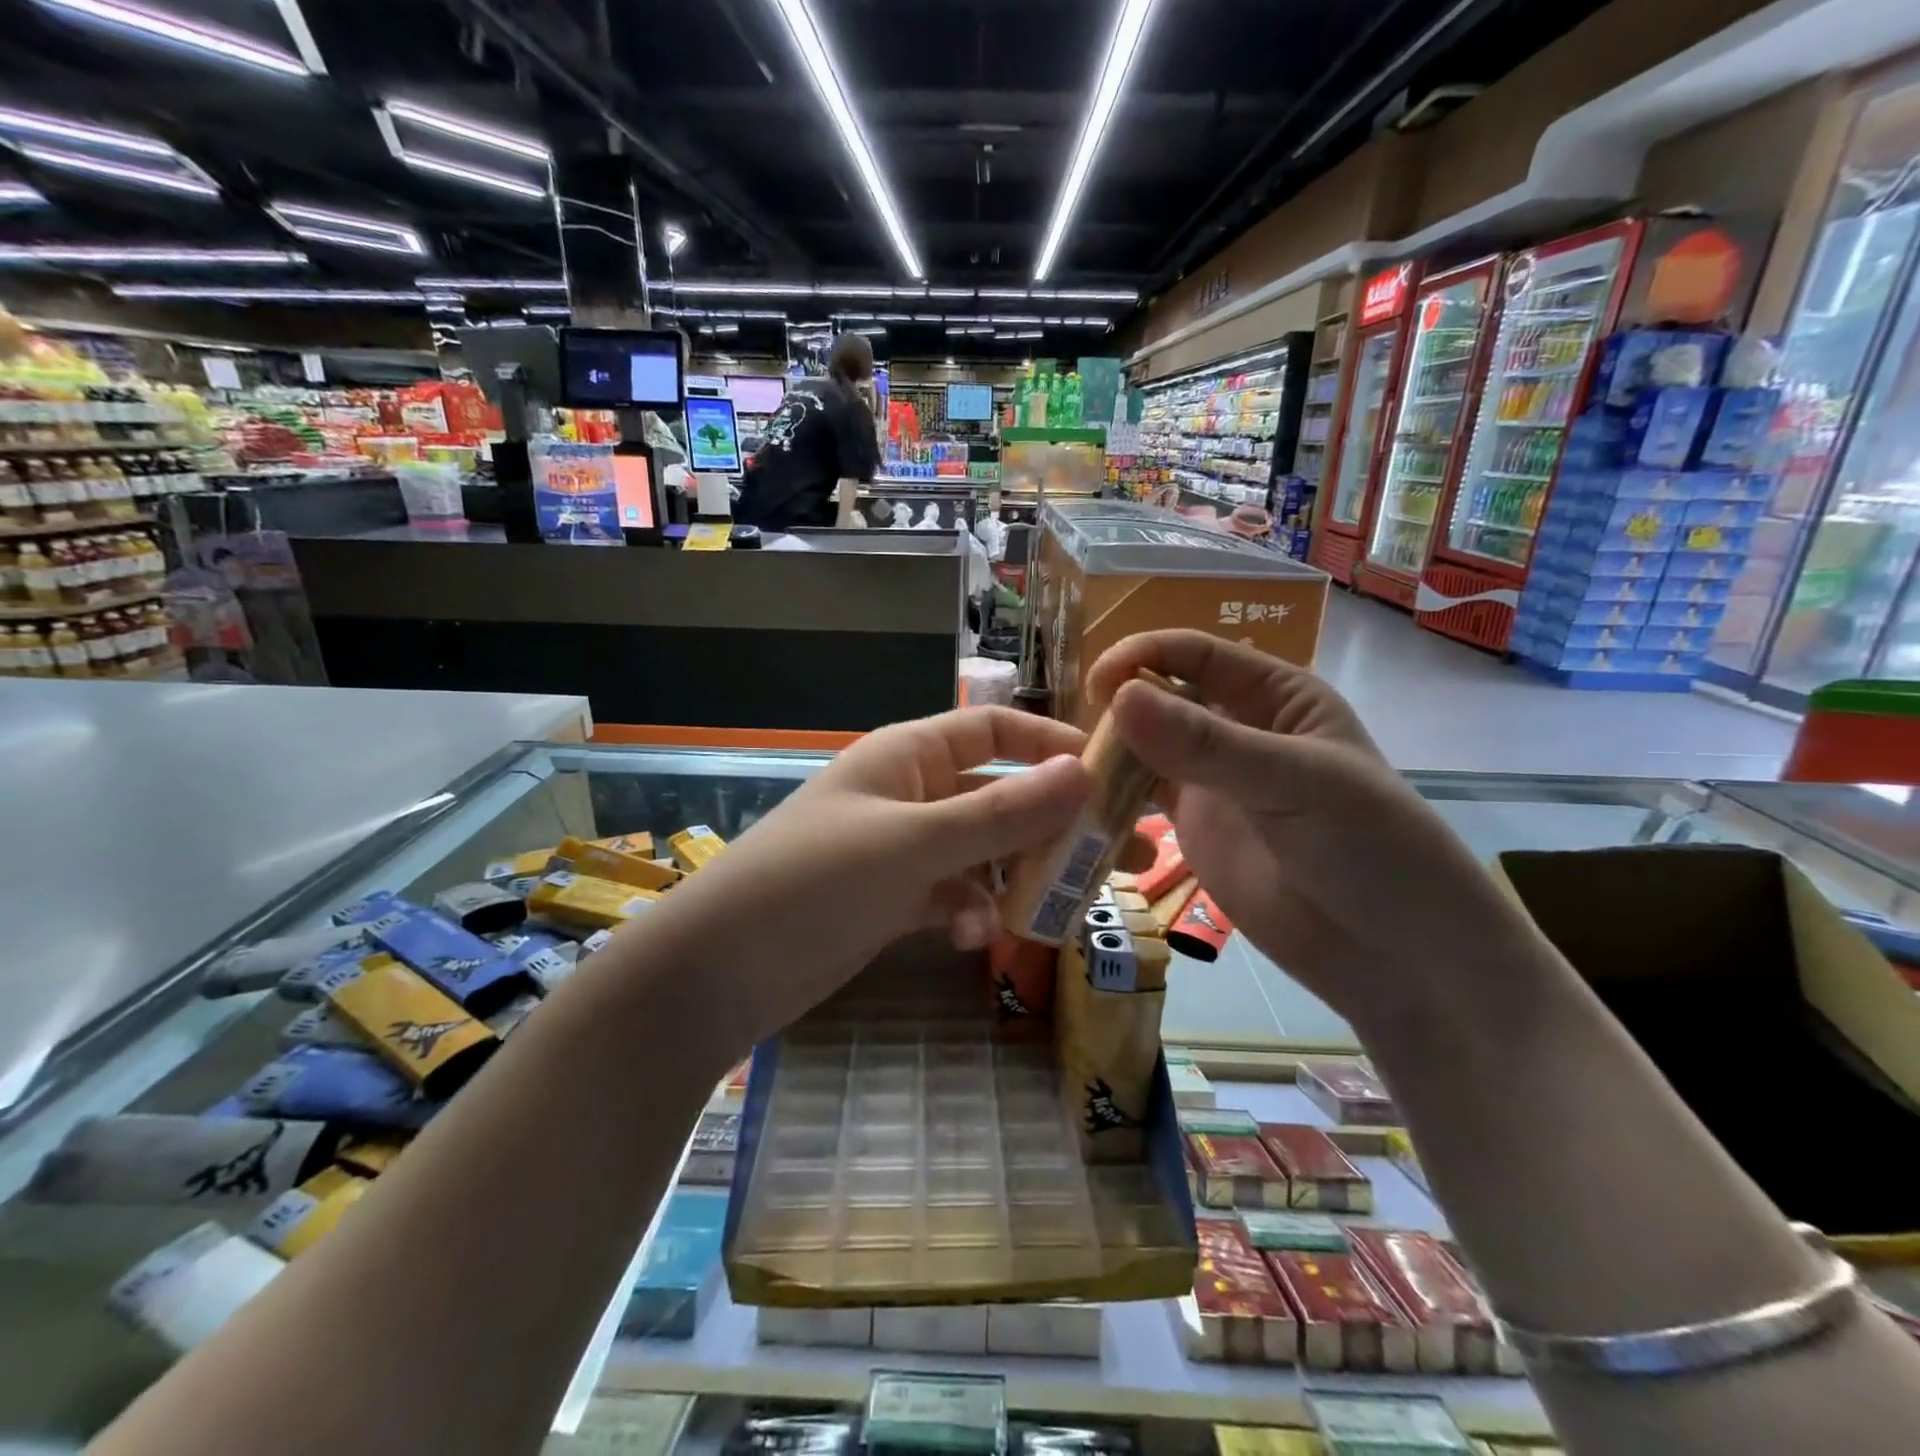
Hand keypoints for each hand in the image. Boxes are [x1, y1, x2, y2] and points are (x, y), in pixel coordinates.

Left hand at [651, 707, 1095, 1043]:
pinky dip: (971, 912)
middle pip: (1001, 796)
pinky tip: (974, 939)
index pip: (995, 730)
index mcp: (910, 755)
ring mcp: (903, 849)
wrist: (720, 970)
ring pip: (984, 851)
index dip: (1052, 747)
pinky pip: (953, 895)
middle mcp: (911, 794)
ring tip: (1064, 908)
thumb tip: (1084, 775)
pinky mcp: (894, 899)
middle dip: (1056, 824)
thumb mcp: (913, 844)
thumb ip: (1000, 814)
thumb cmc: (814, 882)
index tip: (1112, 777)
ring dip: (1019, 876)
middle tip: (1126, 857)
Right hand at [1088, 631, 1539, 1027]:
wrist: (1394, 953)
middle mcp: (1237, 729)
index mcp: (1275, 696)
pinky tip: (1082, 808)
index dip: (1146, 656)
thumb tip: (1120, 697)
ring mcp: (1211, 780)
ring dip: (1109, 754)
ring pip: (1145, 748)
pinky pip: (1140, 798)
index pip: (1198, 655)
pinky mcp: (1191, 827)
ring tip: (1069, 774)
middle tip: (1074, 740)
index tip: (1099, 683)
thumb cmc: (1370, 849)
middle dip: (1121, 707)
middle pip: (1163, 697)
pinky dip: (1111, 797)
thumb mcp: (1294, 782)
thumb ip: (1206, 745)